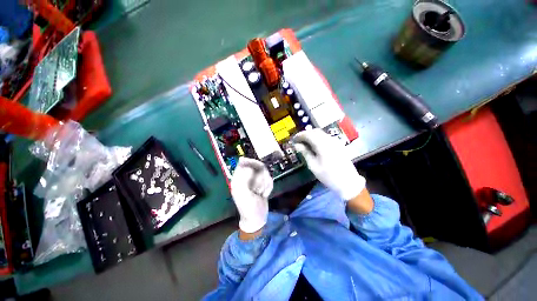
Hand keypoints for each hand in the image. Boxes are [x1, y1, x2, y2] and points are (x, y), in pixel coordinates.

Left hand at [230, 157, 272, 233]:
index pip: (243, 163)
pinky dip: (269, 187)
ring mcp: (255, 180)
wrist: (257, 218)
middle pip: (257, 166)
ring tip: (261, 193)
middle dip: (260, 178)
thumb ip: (243, 177)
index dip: (251, 163)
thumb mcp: (243, 193)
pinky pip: (269, 179)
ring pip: (265, 173)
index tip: (258, 168)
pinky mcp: (263, 184)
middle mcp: (247, 177)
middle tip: (258, 189)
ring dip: (265, 183)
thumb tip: (246, 164)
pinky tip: (265, 194)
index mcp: (238, 178)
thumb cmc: (248, 207)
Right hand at [292, 129, 365, 200]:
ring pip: (320, 133)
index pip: (308, 135)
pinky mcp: (338, 144)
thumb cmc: (328, 176)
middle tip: (298, 141)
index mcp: (322, 145)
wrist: (348, 182)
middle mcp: (329, 140)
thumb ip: (305, 153)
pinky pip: (325, 137)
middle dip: (305, 134)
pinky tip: (314, 145)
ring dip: (311, 136)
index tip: (293, 140)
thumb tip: (297, 145)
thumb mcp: (313, 166)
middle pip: (315, 131)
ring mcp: (335, 141)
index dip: (299, 136)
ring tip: (304, 143)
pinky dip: (317, 138)